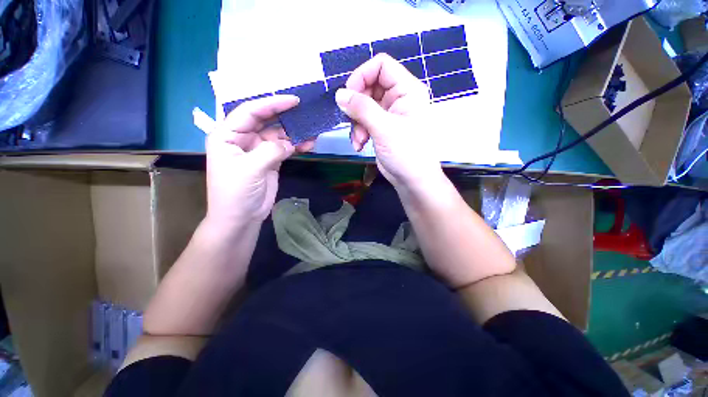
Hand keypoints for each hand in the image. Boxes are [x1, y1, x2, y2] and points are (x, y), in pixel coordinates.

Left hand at [205, 96, 313, 227]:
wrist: (241, 217)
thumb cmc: (235, 193)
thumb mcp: (250, 169)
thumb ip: (270, 151)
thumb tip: (289, 143)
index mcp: (227, 135)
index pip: (249, 112)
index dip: (271, 104)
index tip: (293, 101)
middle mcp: (243, 138)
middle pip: (266, 120)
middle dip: (285, 115)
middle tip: (305, 111)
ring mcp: (259, 150)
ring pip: (278, 135)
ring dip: (295, 132)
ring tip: (312, 129)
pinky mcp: (271, 160)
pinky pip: (285, 148)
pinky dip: (297, 146)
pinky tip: (309, 144)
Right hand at [337, 53, 442, 189]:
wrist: (412, 180)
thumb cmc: (406, 153)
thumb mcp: (384, 128)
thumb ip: (362, 109)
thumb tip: (339, 94)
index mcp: (407, 90)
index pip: (381, 65)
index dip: (362, 76)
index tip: (349, 95)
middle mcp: (398, 98)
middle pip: (369, 86)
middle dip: (357, 106)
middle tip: (351, 121)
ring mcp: (389, 114)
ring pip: (363, 106)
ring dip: (356, 123)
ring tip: (358, 139)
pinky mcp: (381, 128)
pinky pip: (364, 121)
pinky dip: (358, 131)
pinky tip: (359, 145)